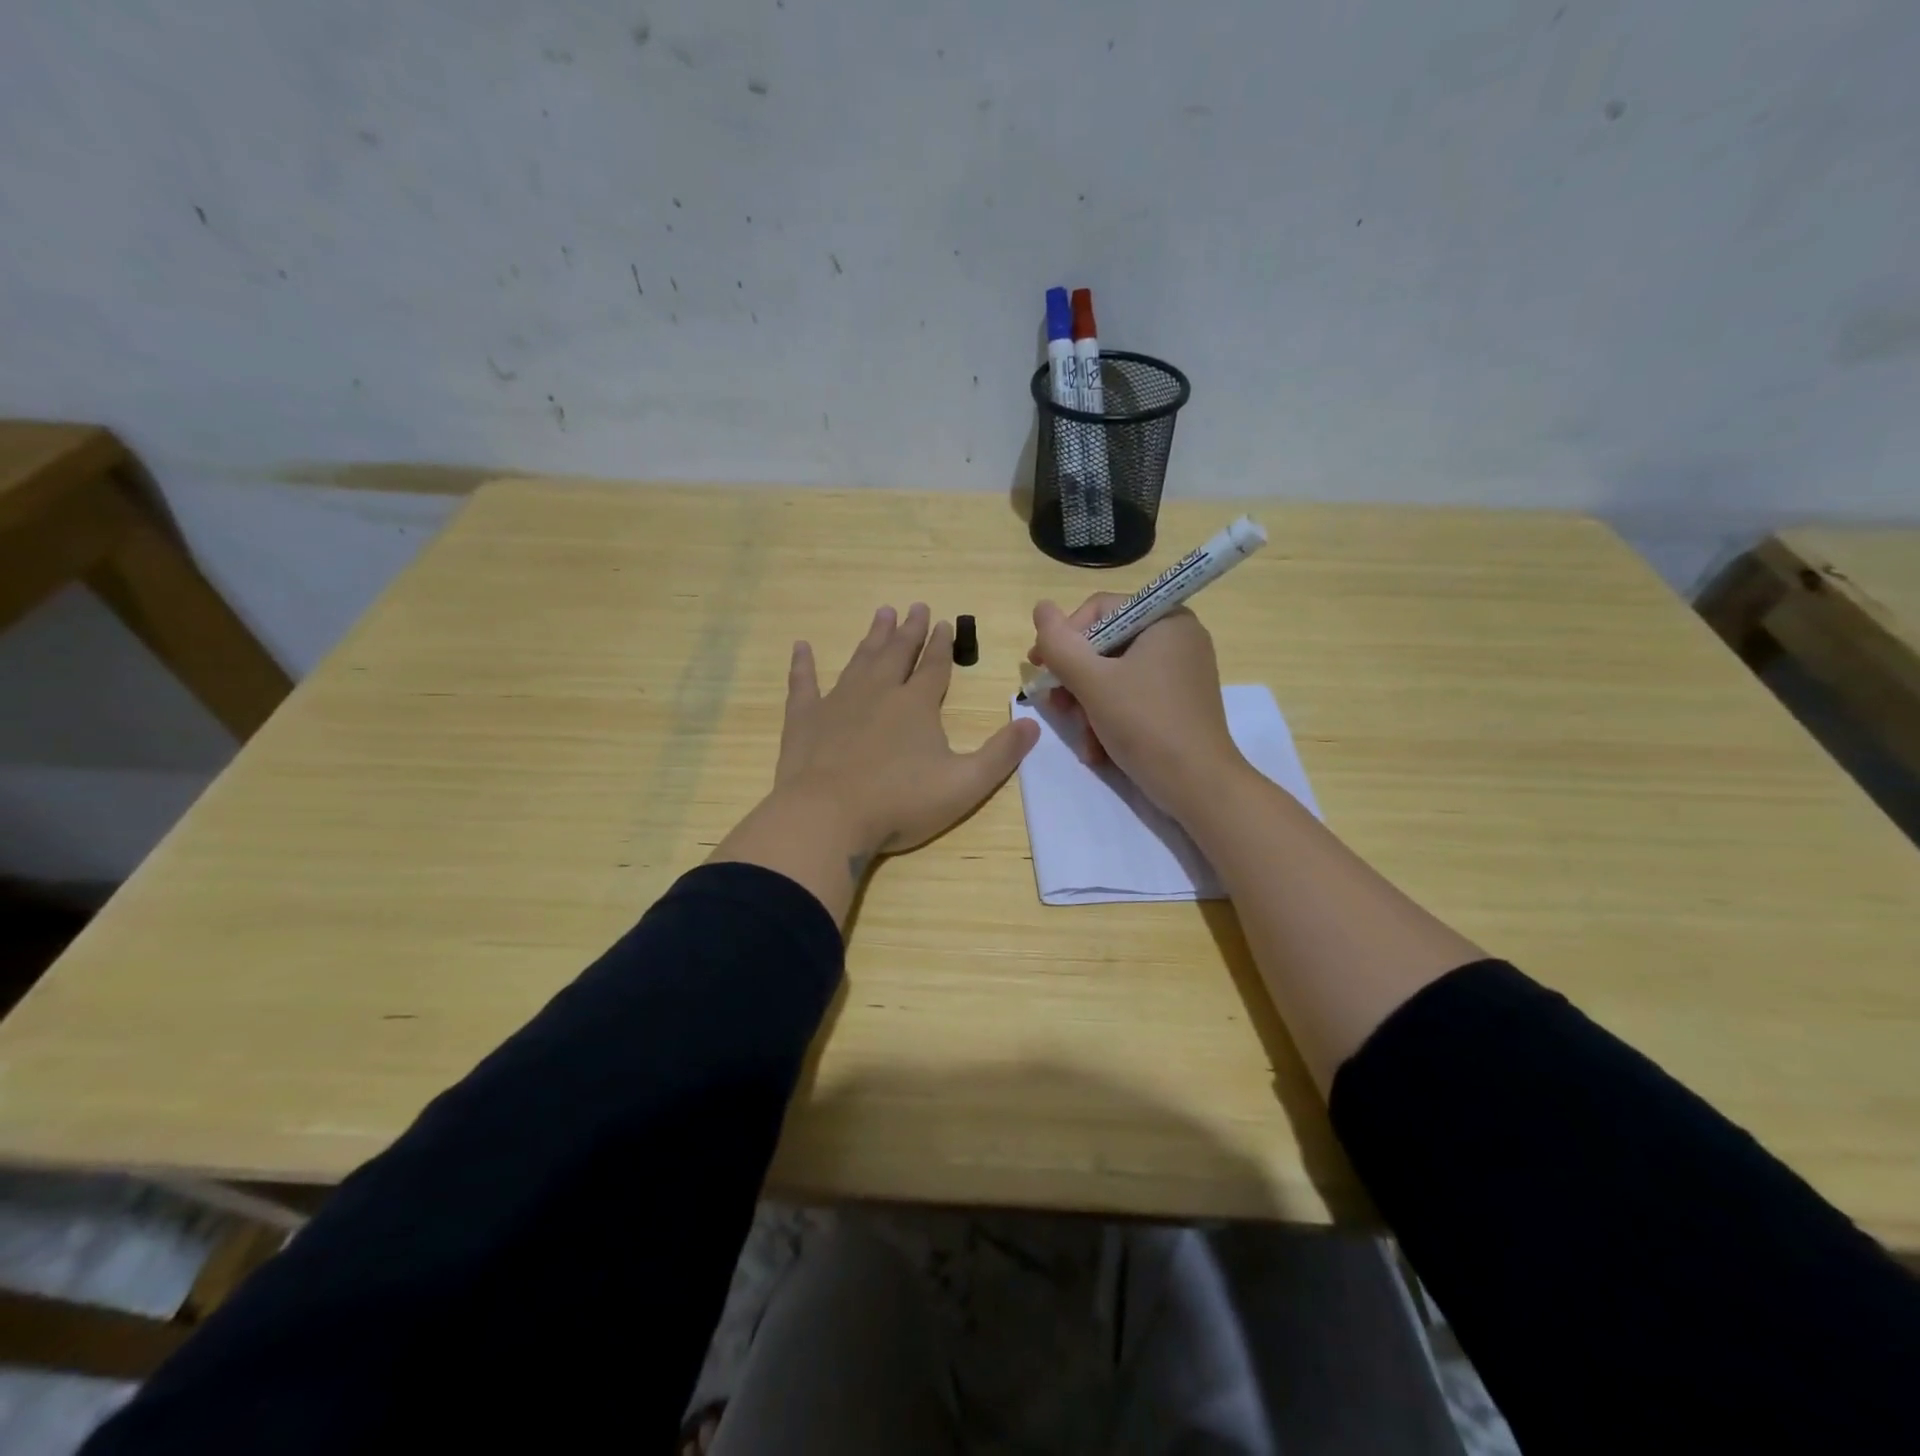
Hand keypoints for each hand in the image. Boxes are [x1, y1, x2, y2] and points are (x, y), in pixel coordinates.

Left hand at [713, 604, 1039, 922]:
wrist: (828, 817)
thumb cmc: (900, 803)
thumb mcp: (965, 784)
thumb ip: (1000, 754)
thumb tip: (1033, 724)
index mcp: (917, 705)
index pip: (934, 666)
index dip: (941, 644)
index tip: (944, 622)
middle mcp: (879, 692)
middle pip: (897, 653)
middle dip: (909, 630)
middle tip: (915, 606)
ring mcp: (838, 702)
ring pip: (859, 660)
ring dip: (872, 637)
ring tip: (881, 614)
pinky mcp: (804, 719)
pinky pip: (803, 683)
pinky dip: (803, 665)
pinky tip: (801, 647)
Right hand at [1029, 594, 1248, 819]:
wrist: (1198, 787)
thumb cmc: (1146, 724)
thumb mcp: (1093, 682)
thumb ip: (1060, 644)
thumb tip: (1040, 607)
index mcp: (1165, 619)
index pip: (1099, 610)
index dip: (1064, 638)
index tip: (1040, 669)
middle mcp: (1177, 637)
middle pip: (1105, 645)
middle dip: (1075, 681)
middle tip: (1057, 709)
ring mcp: (1180, 671)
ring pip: (1113, 676)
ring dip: (1087, 707)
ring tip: (1082, 737)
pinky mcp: (1178, 702)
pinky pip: (1131, 696)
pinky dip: (1109, 718)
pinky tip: (1097, 749)